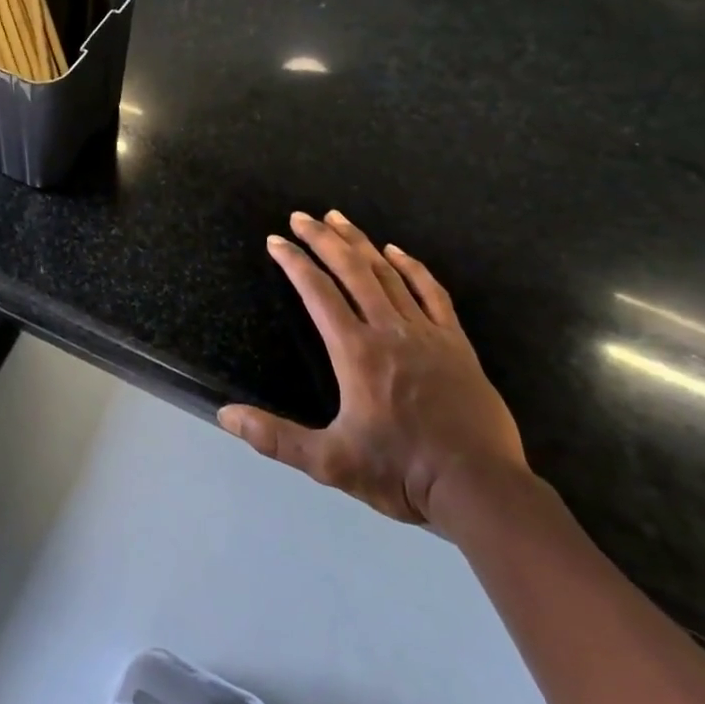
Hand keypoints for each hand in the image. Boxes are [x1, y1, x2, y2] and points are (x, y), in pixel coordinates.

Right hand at [218, 211, 526, 531]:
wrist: (480, 488)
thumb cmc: (401, 472)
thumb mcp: (330, 462)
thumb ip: (276, 438)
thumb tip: (225, 415)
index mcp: (355, 352)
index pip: (318, 292)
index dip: (293, 262)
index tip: (275, 241)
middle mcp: (388, 331)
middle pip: (352, 270)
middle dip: (322, 239)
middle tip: (301, 216)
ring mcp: (426, 333)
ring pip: (387, 274)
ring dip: (359, 243)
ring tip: (338, 218)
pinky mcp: (456, 343)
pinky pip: (431, 292)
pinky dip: (411, 267)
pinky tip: (396, 251)